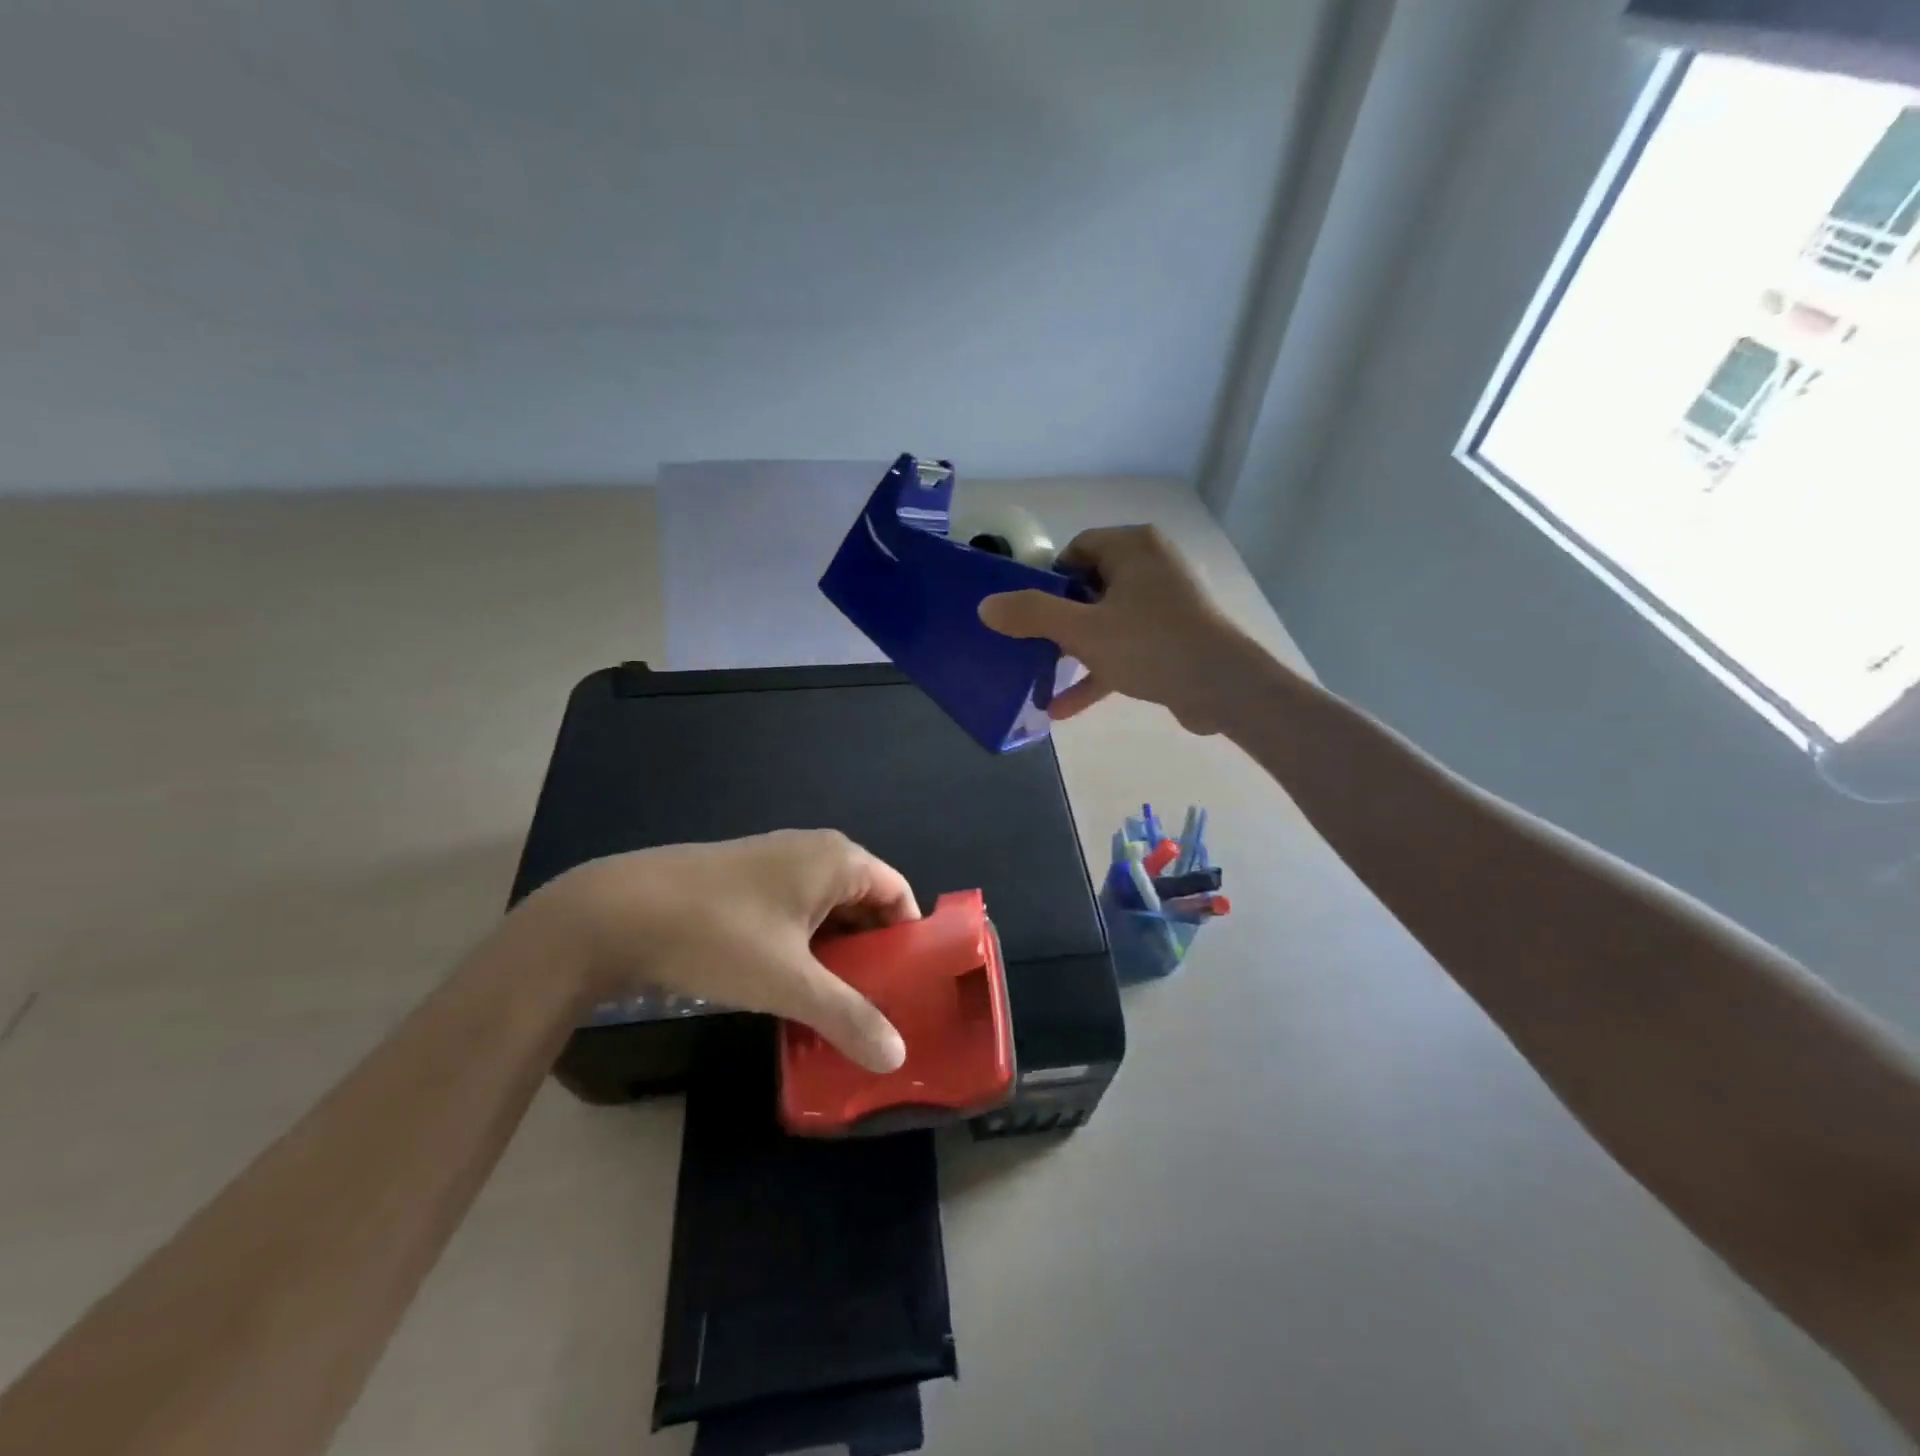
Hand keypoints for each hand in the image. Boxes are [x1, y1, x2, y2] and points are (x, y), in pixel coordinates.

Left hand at [524, 830, 917, 1071]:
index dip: (909, 940)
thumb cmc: (719, 934)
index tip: (910, 989)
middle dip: (872, 953)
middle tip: (876, 1007)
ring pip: (825, 910)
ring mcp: (775, 861)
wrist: (616, 912)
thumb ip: (848, 1016)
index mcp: (837, 859)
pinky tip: (789, 986)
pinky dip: (803, 946)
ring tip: (836, 1006)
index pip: (898, 894)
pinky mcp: (744, 879)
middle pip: (864, 902)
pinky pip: (793, 911)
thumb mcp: (789, 982)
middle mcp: (813, 851)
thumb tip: (897, 1057)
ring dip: (835, 954)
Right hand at [978, 525, 1263, 732]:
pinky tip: (1063, 709)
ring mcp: (1164, 604)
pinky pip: (1125, 647)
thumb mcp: (1083, 630)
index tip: (1029, 612)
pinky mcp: (1171, 638)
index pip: (1077, 550)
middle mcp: (1151, 566)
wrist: (1224, 687)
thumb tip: (986, 606)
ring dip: (1074, 651)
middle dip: (1057, 620)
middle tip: (1030, 645)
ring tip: (1040, 678)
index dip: (1048, 580)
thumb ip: (1032, 615)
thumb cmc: (1151, 644)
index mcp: (1132, 547)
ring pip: (1105, 620)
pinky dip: (1098, 671)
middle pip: (1088, 586)